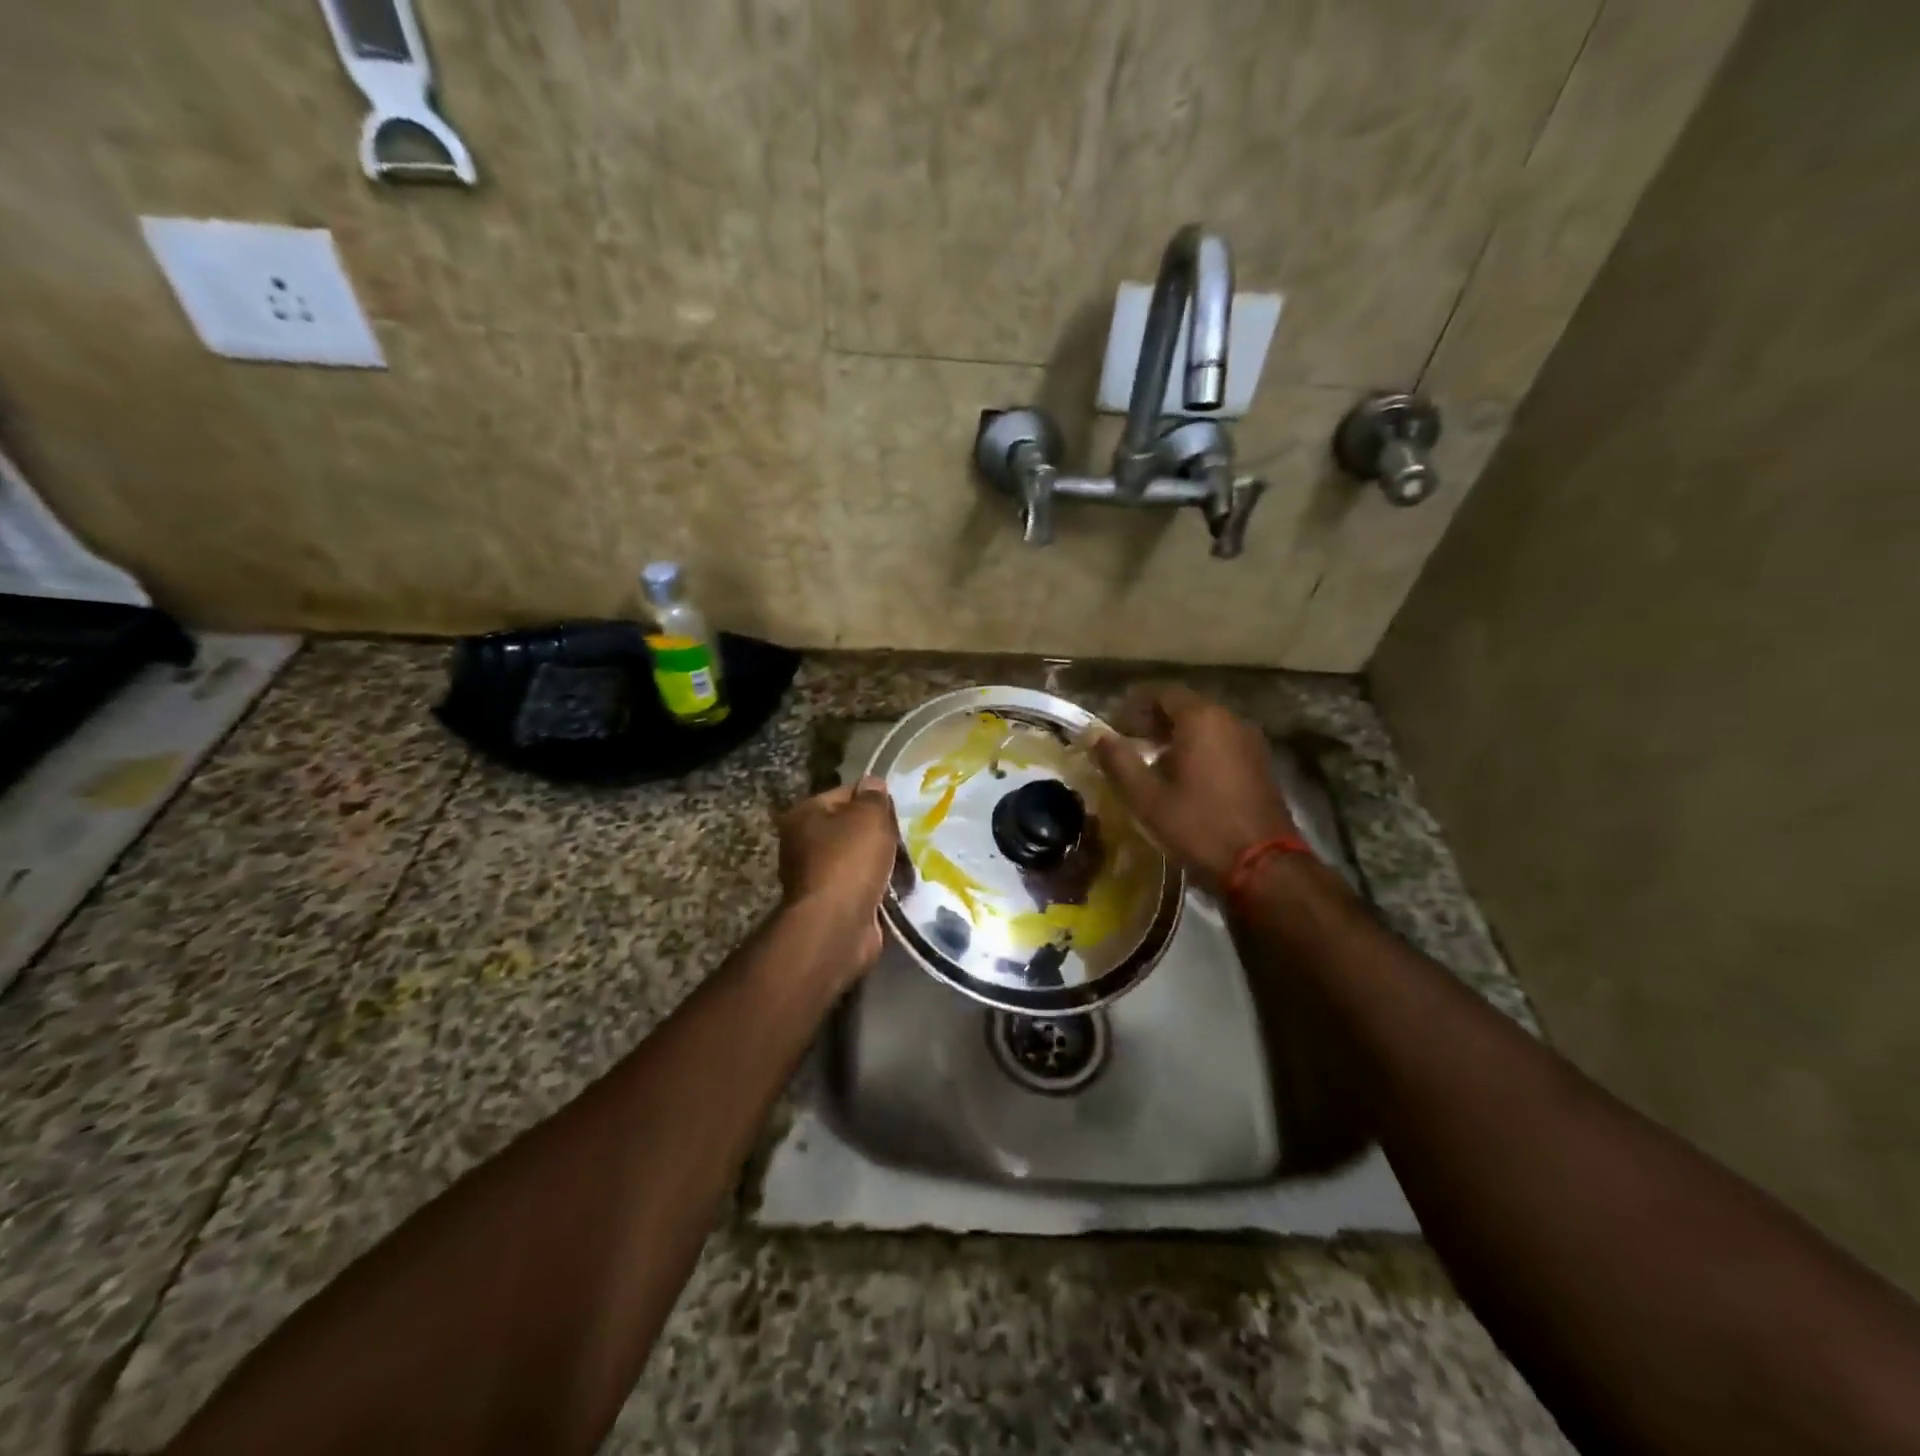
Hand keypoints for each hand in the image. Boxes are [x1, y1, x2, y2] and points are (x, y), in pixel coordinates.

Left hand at [776, 777, 898, 974]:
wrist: (837, 925)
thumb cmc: (850, 860)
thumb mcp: (869, 815)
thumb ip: (874, 796)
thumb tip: (873, 784)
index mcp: (805, 814)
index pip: (845, 793)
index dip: (874, 799)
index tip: (897, 812)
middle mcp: (803, 843)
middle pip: (852, 828)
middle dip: (880, 834)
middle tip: (904, 840)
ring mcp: (815, 876)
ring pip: (859, 859)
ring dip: (882, 863)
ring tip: (907, 866)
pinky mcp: (831, 904)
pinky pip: (862, 887)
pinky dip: (879, 888)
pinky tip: (899, 889)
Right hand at [1087, 684, 1298, 894]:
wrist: (1262, 865)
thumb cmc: (1198, 826)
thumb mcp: (1147, 797)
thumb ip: (1118, 761)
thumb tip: (1096, 736)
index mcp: (1201, 719)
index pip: (1161, 693)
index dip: (1133, 706)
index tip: (1114, 727)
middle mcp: (1229, 719)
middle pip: (1185, 706)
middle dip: (1154, 721)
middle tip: (1129, 745)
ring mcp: (1250, 741)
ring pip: (1205, 725)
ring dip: (1177, 736)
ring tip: (1153, 763)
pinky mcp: (1261, 763)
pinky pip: (1222, 742)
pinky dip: (1199, 749)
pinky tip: (1185, 778)